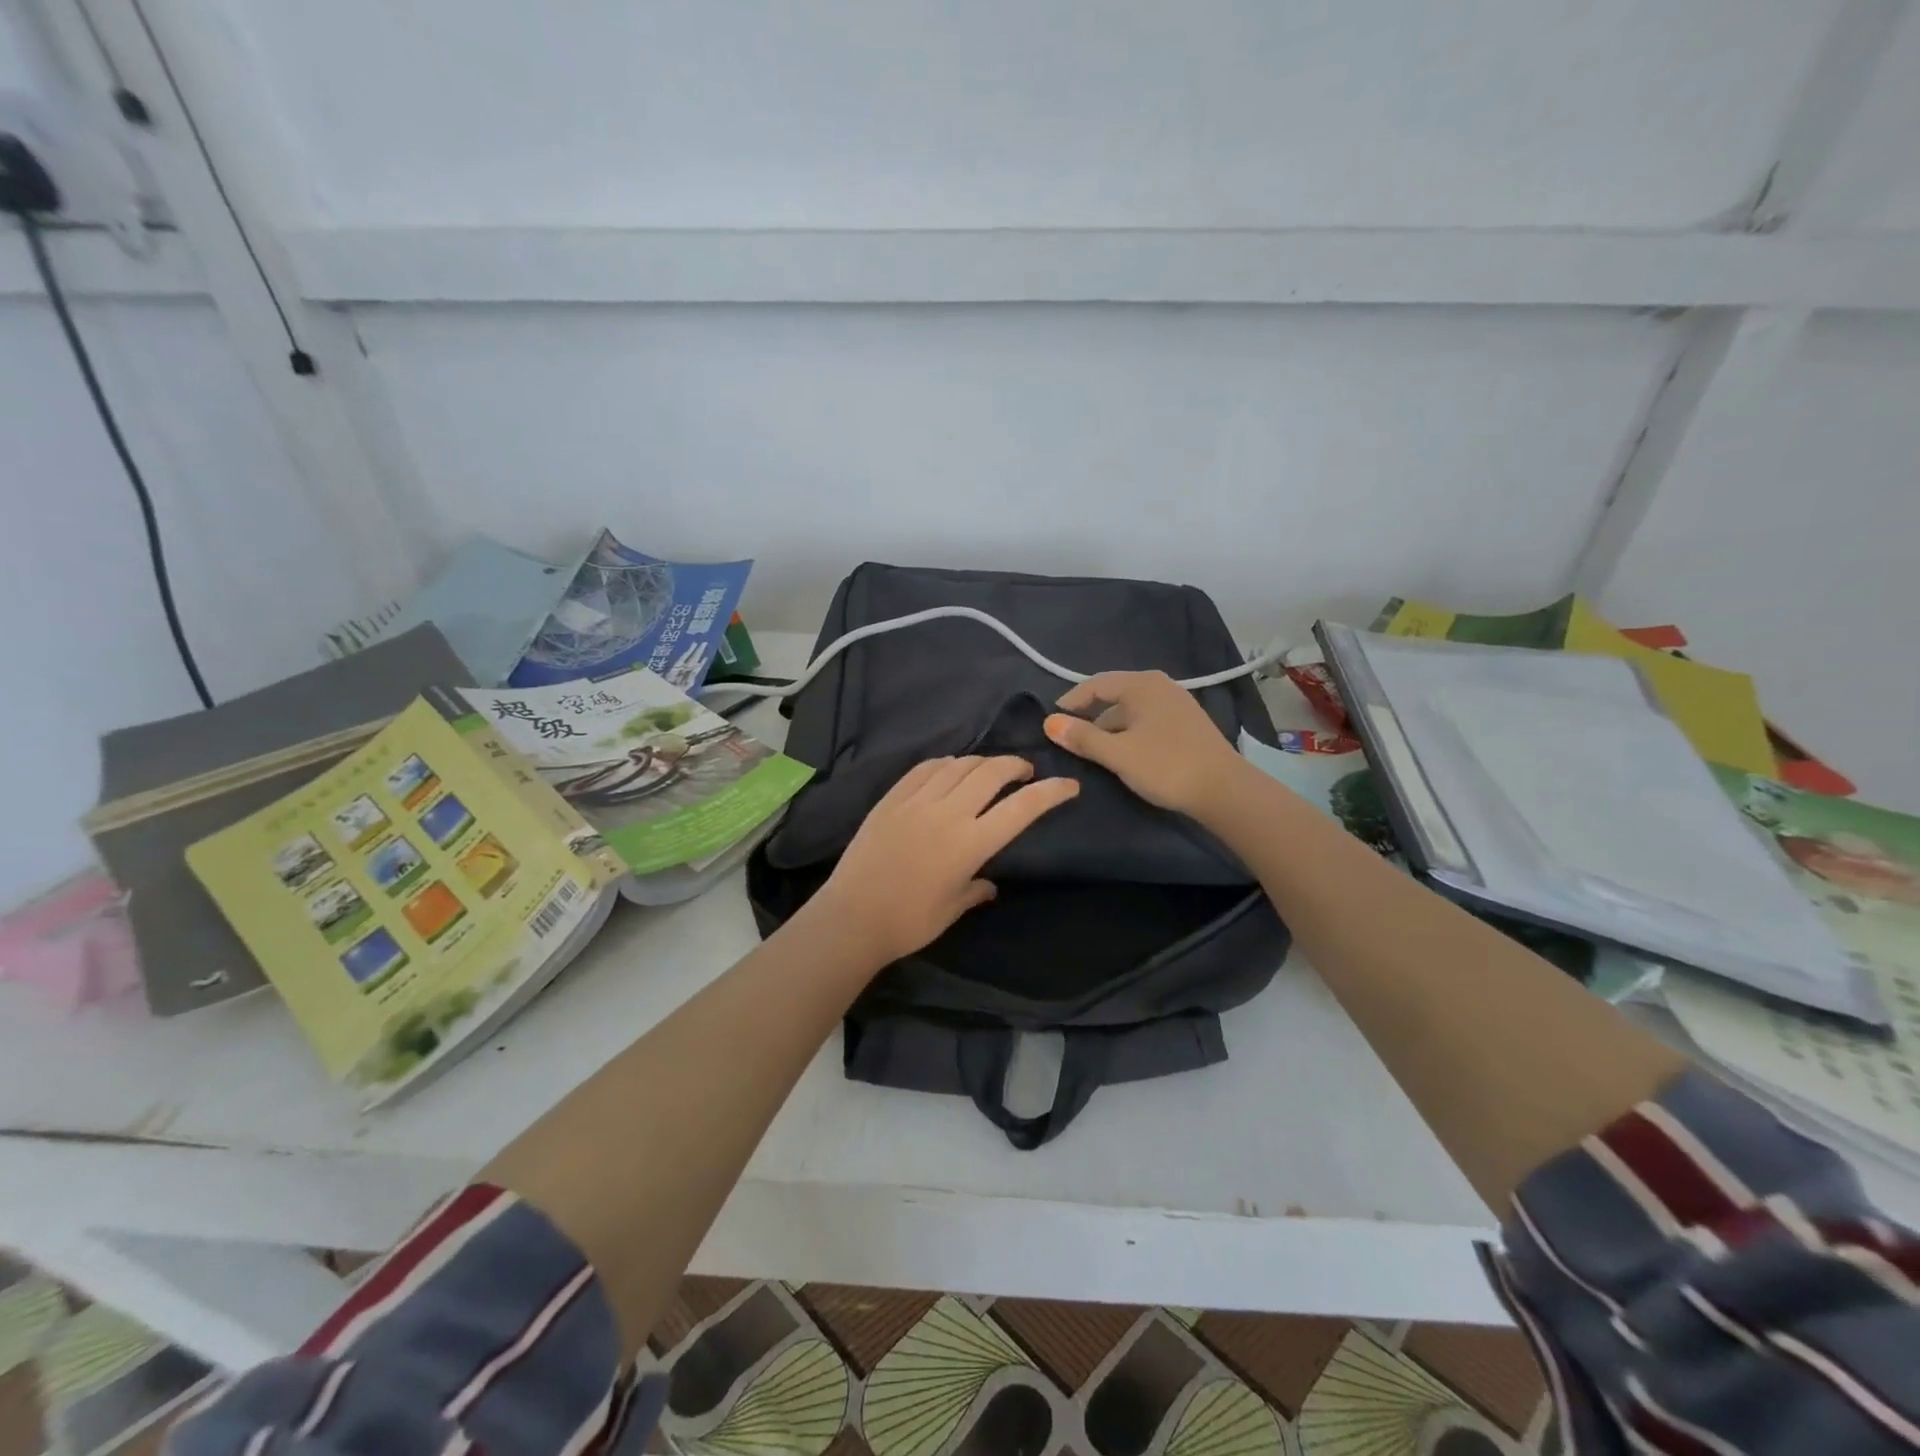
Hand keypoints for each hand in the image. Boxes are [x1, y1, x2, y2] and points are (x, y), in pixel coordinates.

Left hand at [812, 756, 1079, 965]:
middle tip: (1024, 771)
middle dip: (1015, 765)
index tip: (1069, 785)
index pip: (1021, 808)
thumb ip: (975, 891)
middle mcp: (948, 813)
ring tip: (988, 770)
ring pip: (958, 765)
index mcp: (970, 843)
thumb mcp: (951, 910)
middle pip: (991, 772)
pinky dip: (944, 763)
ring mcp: (917, 801)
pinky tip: (948, 768)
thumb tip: (989, 884)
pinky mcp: (891, 799)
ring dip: (981, 762)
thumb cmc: (908, 922)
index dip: (1050, 793)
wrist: (851, 917)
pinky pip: (924, 769)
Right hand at [1044, 672, 1248, 816]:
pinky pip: (1146, 720)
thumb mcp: (1117, 754)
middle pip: (1113, 695)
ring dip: (1109, 727)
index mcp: (1141, 685)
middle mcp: (1160, 686)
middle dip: (1089, 715)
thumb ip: (1082, 737)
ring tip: (1093, 751)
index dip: (1070, 702)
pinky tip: (1124, 753)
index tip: (1051, 722)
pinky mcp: (1186, 723)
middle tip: (1069, 738)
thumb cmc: (1166, 766)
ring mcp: (1176, 703)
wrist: (1224, 790)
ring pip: (1131, 710)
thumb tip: (1049, 723)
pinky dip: (1128, 732)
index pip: (1095, 684)